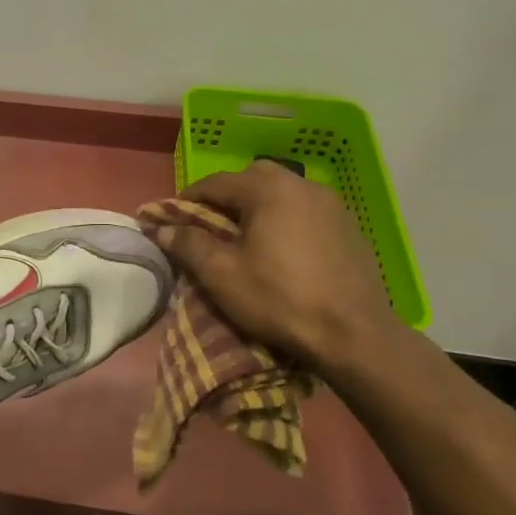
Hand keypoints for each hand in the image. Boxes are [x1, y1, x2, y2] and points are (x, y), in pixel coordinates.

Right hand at [155, 163, 398, 367]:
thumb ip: (187, 244)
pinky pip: (306, 212)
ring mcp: (332, 205)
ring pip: (282, 193)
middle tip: (211, 226)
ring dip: (258, 208)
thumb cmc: (279, 299)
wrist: (355, 335)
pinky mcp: (350, 228)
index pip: (216, 182)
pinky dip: (285, 221)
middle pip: (252, 179)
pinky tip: (281, 251)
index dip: (188, 199)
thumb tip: (161, 228)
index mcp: (269, 190)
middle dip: (227, 198)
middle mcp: (302, 186)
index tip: (171, 219)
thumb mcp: (220, 274)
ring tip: (246, 239)